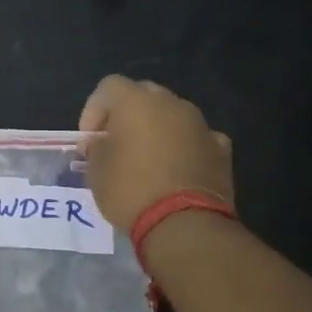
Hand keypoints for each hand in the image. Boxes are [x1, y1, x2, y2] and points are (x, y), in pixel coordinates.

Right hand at [78, 75, 233, 233]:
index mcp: (136, 102)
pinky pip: (196, 138)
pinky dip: (184, 147)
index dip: (93, 109)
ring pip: (172, 115)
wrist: (184, 224)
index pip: (109, 87)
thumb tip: (99, 142)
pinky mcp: (221, 148)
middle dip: (127, 115)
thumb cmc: (130, 191)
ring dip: (157, 129)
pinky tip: (177, 170)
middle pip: (143, 95)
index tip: (90, 139)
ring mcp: (200, 124)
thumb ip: (96, 148)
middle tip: (116, 143)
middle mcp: (171, 104)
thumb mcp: (96, 172)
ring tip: (147, 159)